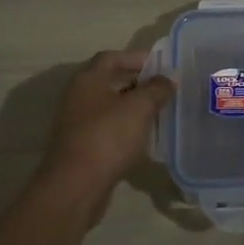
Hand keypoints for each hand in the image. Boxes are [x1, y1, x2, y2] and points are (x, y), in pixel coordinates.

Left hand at [39, 50, 173, 209]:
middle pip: (109, 81)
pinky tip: (143, 137)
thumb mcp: (139, 108)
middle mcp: (77, 96)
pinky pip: (106, 129)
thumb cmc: (107, 137)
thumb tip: (168, 78)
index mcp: (87, 79)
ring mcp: (76, 123)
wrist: (75, 187)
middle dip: (137, 83)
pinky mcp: (80, 147)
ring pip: (108, 106)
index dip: (136, 57)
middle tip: (163, 88)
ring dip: (132, 107)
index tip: (161, 65)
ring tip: (158, 112)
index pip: (112, 57)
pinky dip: (124, 128)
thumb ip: (156, 89)